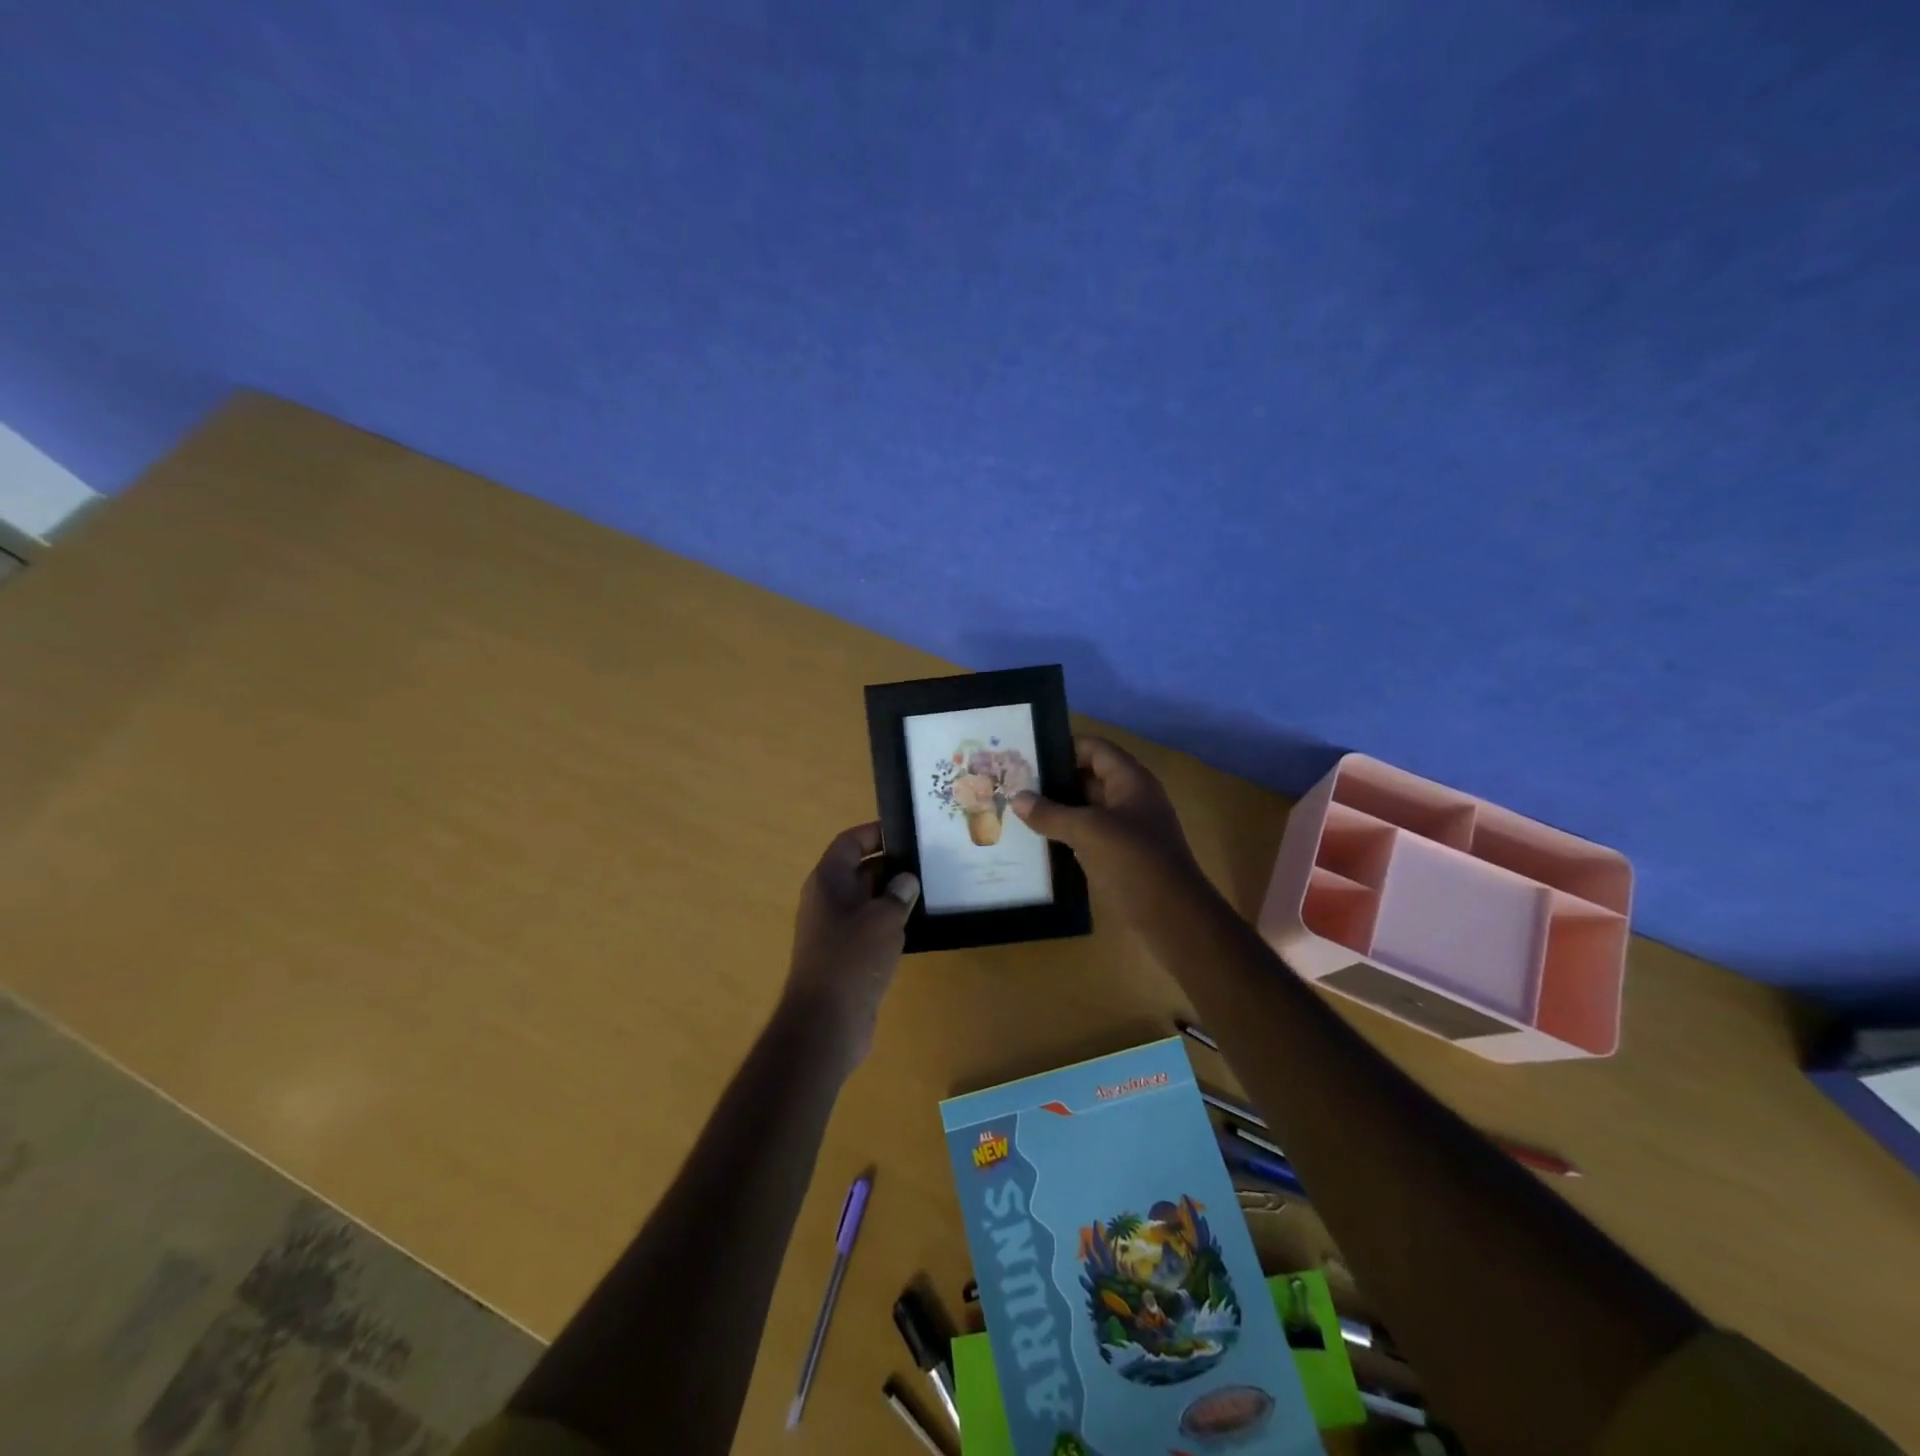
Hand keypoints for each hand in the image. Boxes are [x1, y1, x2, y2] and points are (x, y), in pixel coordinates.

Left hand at [781, 822, 919, 1071]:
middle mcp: (828, 900)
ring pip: (868, 901)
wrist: (826, 1023)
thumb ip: (898, 894)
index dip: (875, 833)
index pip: (850, 843)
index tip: (907, 832)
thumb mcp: (883, 919)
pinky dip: (891, 923)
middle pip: (860, 870)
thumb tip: (906, 880)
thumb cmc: (852, 960)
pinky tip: (919, 926)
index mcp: (828, 882)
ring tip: (931, 889)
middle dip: (892, 865)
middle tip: (929, 861)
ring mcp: (835, 930)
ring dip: (894, 896)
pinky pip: (871, 928)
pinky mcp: (847, 956)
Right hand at [1012, 736, 1200, 900]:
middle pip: (1088, 777)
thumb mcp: (1089, 832)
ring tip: (1016, 810)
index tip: (1026, 755)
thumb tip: (1017, 798)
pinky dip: (1065, 835)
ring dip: (1057, 810)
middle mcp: (1130, 799)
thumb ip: (1051, 813)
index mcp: (1131, 781)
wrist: (1174, 919)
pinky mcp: (1121, 857)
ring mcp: (1127, 830)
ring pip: (1086, 810)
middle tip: (1012, 784)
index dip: (1063, 747)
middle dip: (1053, 780)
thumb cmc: (1135, 863)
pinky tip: (1037, 841)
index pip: (1094, 749)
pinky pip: (1088, 836)